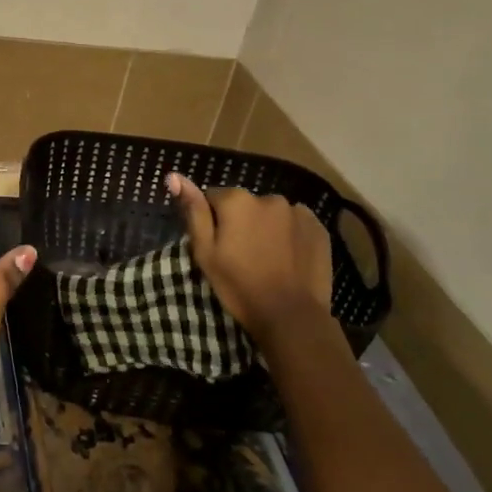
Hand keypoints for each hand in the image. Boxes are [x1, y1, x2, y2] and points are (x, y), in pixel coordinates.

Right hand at [168, 173, 331, 340]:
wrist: (291, 316)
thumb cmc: (239, 285)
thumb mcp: (205, 251)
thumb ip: (193, 210)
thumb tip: (174, 175)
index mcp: (236, 200)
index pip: (213, 198)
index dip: (212, 221)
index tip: (218, 246)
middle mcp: (267, 197)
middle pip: (244, 204)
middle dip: (241, 221)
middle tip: (242, 255)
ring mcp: (297, 211)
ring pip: (271, 213)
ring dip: (266, 226)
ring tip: (268, 258)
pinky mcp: (318, 228)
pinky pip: (296, 223)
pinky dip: (290, 234)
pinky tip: (288, 256)